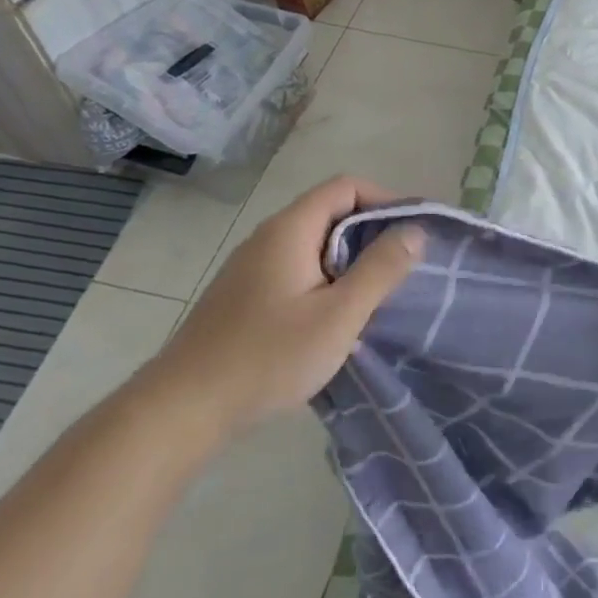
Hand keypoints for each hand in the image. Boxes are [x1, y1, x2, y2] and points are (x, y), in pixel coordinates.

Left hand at [139, 176, 421, 442]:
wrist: (182, 410)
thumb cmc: (268, 356)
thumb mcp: (339, 314)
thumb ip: (381, 269)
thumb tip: (415, 231)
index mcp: (290, 230)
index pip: (345, 187)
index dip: (386, 199)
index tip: (414, 232)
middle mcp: (268, 238)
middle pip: (330, 213)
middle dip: (372, 233)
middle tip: (403, 268)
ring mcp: (251, 268)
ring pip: (314, 245)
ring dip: (350, 261)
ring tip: (377, 296)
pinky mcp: (244, 296)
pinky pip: (297, 270)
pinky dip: (327, 281)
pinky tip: (335, 320)